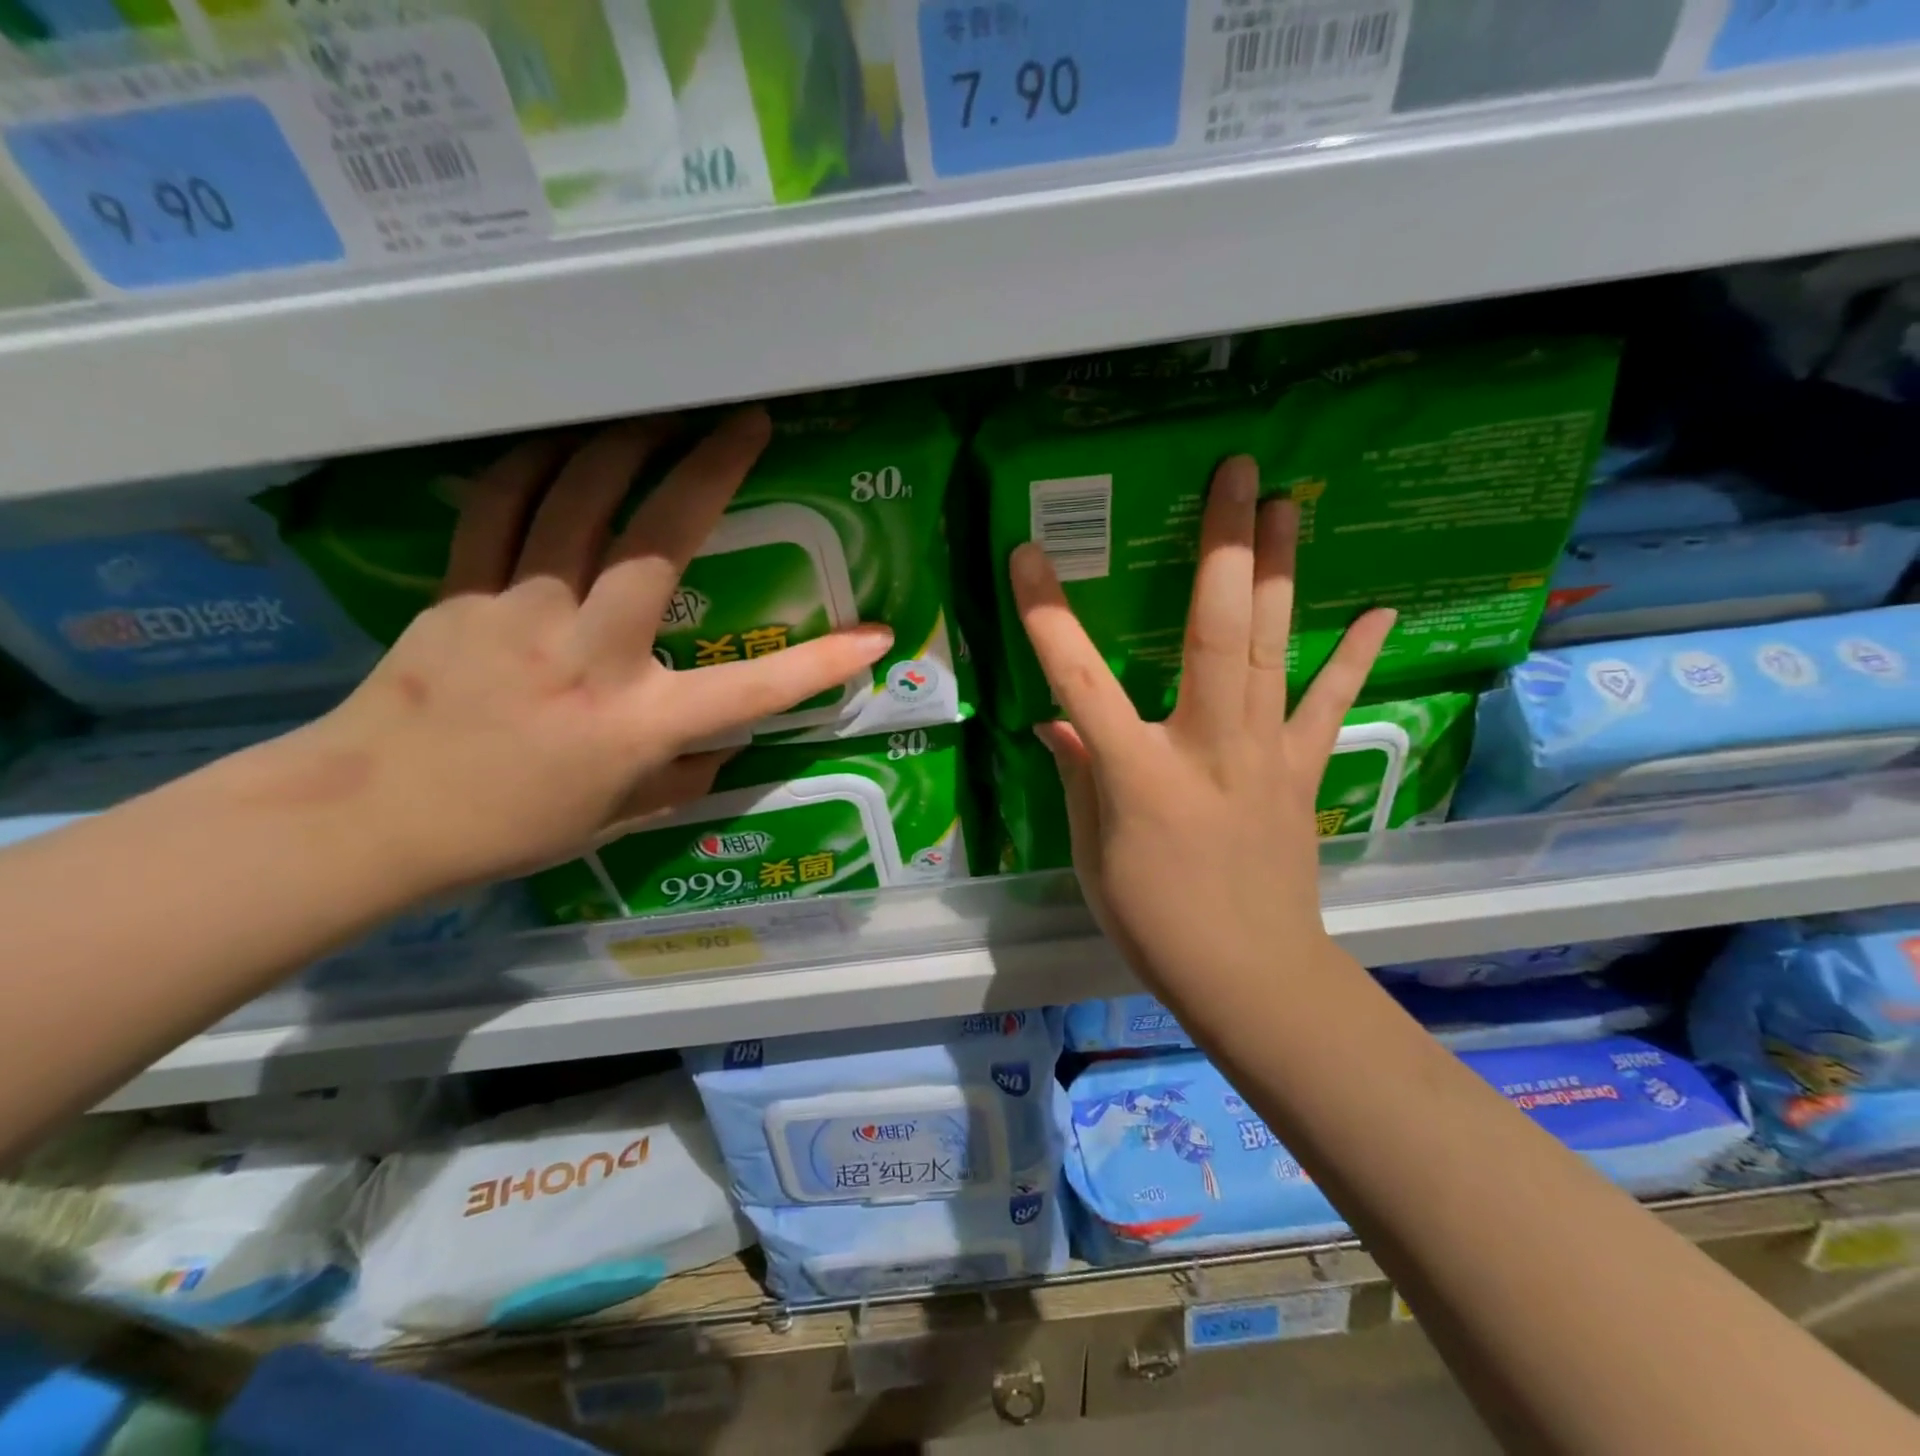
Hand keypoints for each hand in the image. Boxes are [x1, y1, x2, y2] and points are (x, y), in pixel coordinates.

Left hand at [288, 408, 891, 893]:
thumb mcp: (617, 818)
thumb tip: (723, 747)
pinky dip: (536, 463)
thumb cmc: (508, 827)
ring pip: (574, 502)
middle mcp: (587, 656)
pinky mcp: (461, 592)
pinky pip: (499, 506)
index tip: (876, 633)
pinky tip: (565, 442)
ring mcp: (517, 613)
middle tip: (744, 422)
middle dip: (708, 471)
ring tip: (662, 412)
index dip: (823, 663)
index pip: (751, 691)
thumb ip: (681, 777)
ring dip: (624, 444)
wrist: (370, 818)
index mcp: (637, 725)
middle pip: (656, 544)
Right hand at [1010, 455, 1392, 1005]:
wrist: (1249, 974)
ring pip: (1276, 647)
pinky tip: (1379, 608)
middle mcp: (1207, 745)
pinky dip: (1354, 656)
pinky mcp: (1302, 769)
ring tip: (1291, 505)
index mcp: (1137, 771)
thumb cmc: (1154, 920)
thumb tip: (1057, 722)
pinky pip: (1329, 702)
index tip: (1028, 554)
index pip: (1079, 680)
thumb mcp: (1091, 851)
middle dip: (1224, 546)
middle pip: (1216, 631)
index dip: (1048, 616)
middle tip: (1238, 474)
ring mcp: (1265, 752)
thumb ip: (1078, 774)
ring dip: (1282, 572)